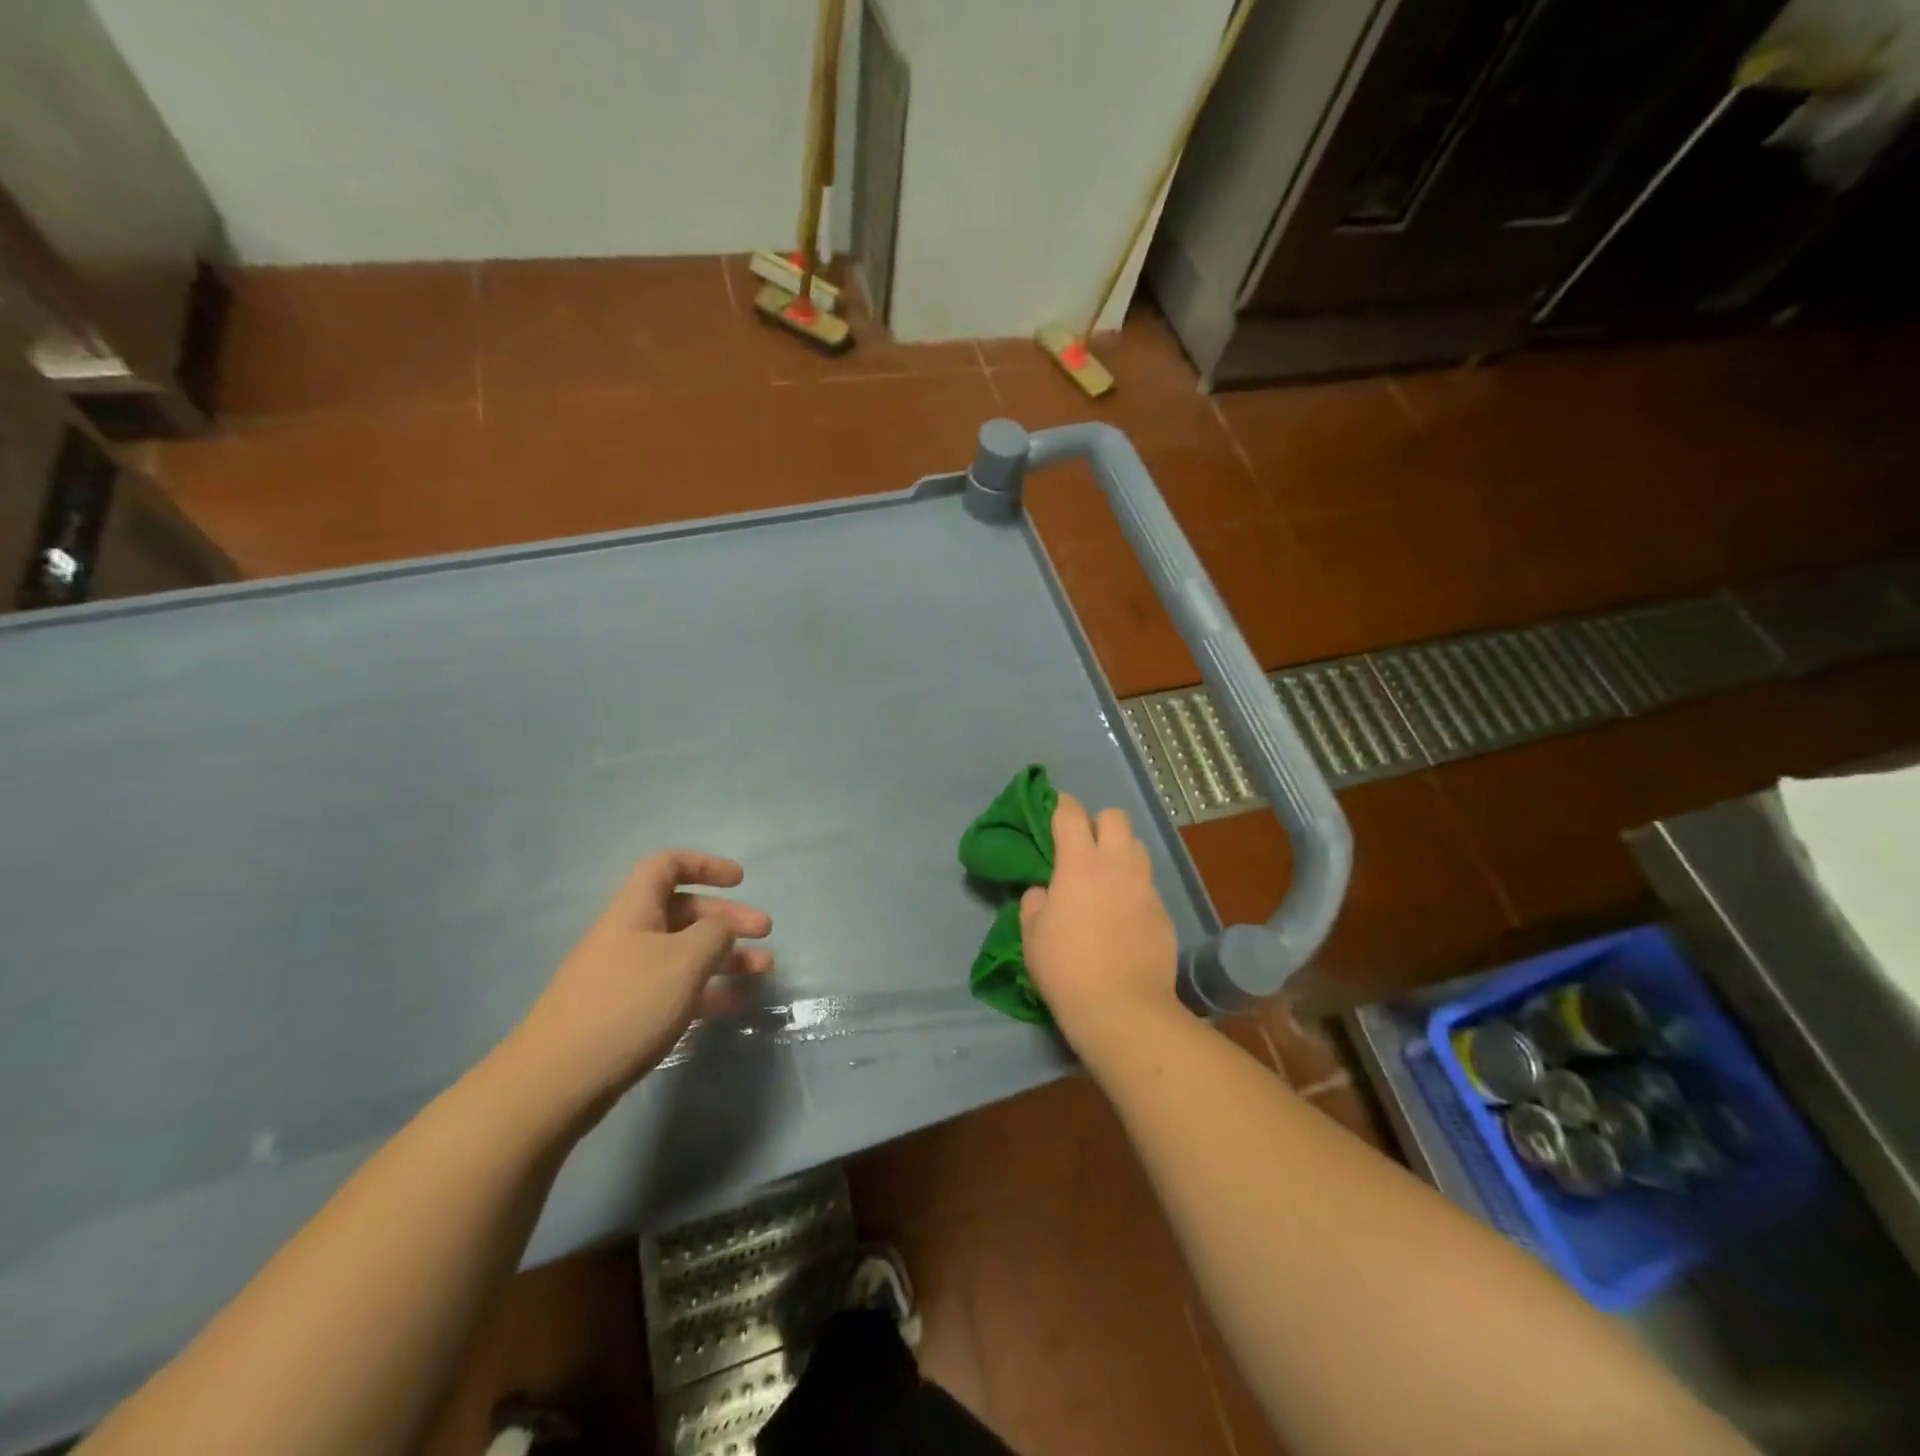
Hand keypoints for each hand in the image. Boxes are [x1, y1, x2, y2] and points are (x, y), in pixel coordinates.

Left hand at [508, 851, 772, 1117]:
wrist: (555, 1083)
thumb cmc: (626, 1007)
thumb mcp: (683, 961)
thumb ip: (714, 934)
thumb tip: (723, 929)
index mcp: (634, 911)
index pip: (667, 866)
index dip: (705, 865)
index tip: (740, 881)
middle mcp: (629, 936)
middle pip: (683, 911)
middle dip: (727, 918)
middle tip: (765, 932)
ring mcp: (625, 977)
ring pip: (684, 953)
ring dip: (725, 956)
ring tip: (762, 969)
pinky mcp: (626, 1014)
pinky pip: (675, 988)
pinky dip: (706, 990)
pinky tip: (734, 1004)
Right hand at [1020, 794, 1179, 1055]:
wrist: (1123, 1009)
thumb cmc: (1066, 968)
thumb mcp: (1032, 936)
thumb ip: (1035, 903)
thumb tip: (1044, 892)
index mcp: (1079, 862)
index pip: (1071, 813)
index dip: (1061, 805)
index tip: (1054, 810)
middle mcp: (1117, 864)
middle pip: (1115, 817)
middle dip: (1098, 822)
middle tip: (1083, 847)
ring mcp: (1145, 887)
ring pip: (1137, 848)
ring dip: (1120, 852)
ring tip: (1106, 877)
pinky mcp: (1164, 912)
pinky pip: (1147, 886)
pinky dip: (1133, 889)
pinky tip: (1123, 916)